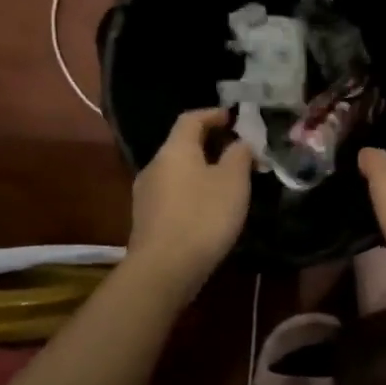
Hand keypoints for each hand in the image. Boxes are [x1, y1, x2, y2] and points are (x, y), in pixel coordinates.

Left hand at [128, 108, 252, 292]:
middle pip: (182, 145)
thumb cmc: (203, 216)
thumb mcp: (233, 181)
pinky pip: (172, 194)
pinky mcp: (146, 220)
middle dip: (209, 144)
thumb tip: (240, 142)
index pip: (191, 119)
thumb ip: (239, 155)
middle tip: (236, 151)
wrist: (163, 270)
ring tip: (226, 181)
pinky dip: (191, 191)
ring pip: (177, 171)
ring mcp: (146, 194)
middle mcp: (155, 165)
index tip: (233, 118)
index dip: (213, 114)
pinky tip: (208, 208)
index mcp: (175, 149)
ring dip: (200, 170)